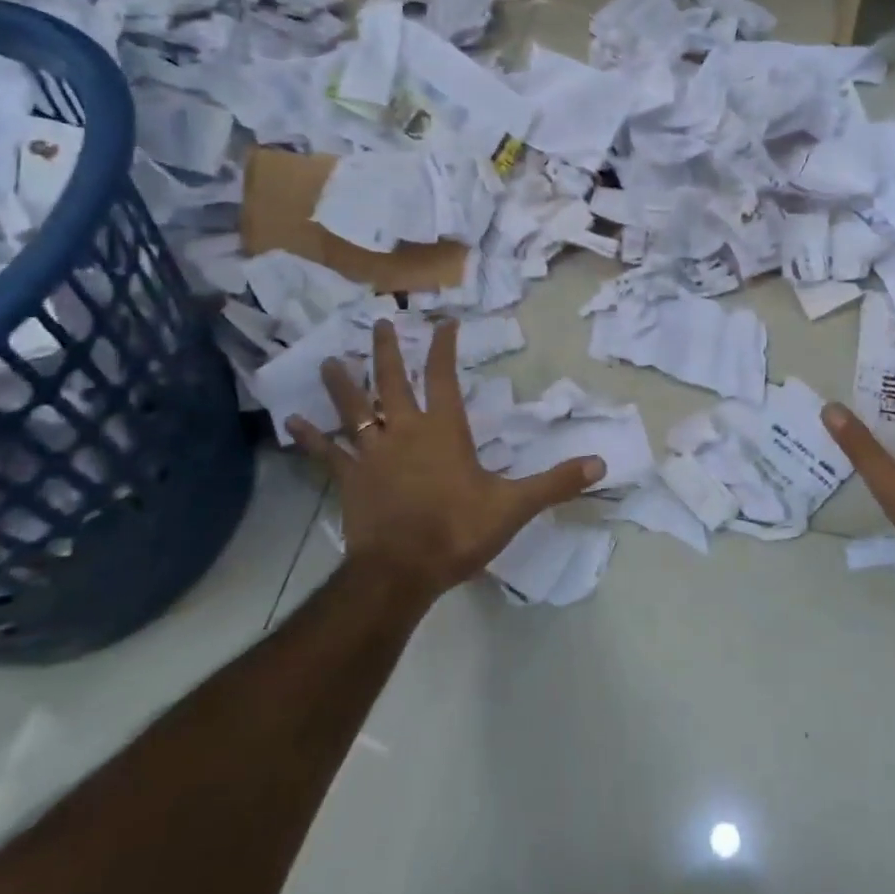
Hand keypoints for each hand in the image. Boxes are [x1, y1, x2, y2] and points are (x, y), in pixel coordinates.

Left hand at [287, 319, 605, 601]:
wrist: (400, 572)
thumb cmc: (457, 531)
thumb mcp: (514, 506)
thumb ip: (555, 482)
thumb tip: (601, 464)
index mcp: (443, 430)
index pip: (442, 375)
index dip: (442, 346)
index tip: (443, 321)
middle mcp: (404, 431)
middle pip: (391, 381)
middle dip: (386, 349)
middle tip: (378, 321)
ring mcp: (372, 454)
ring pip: (354, 409)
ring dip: (343, 384)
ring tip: (331, 360)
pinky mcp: (349, 480)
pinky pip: (326, 453)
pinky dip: (311, 438)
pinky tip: (292, 423)